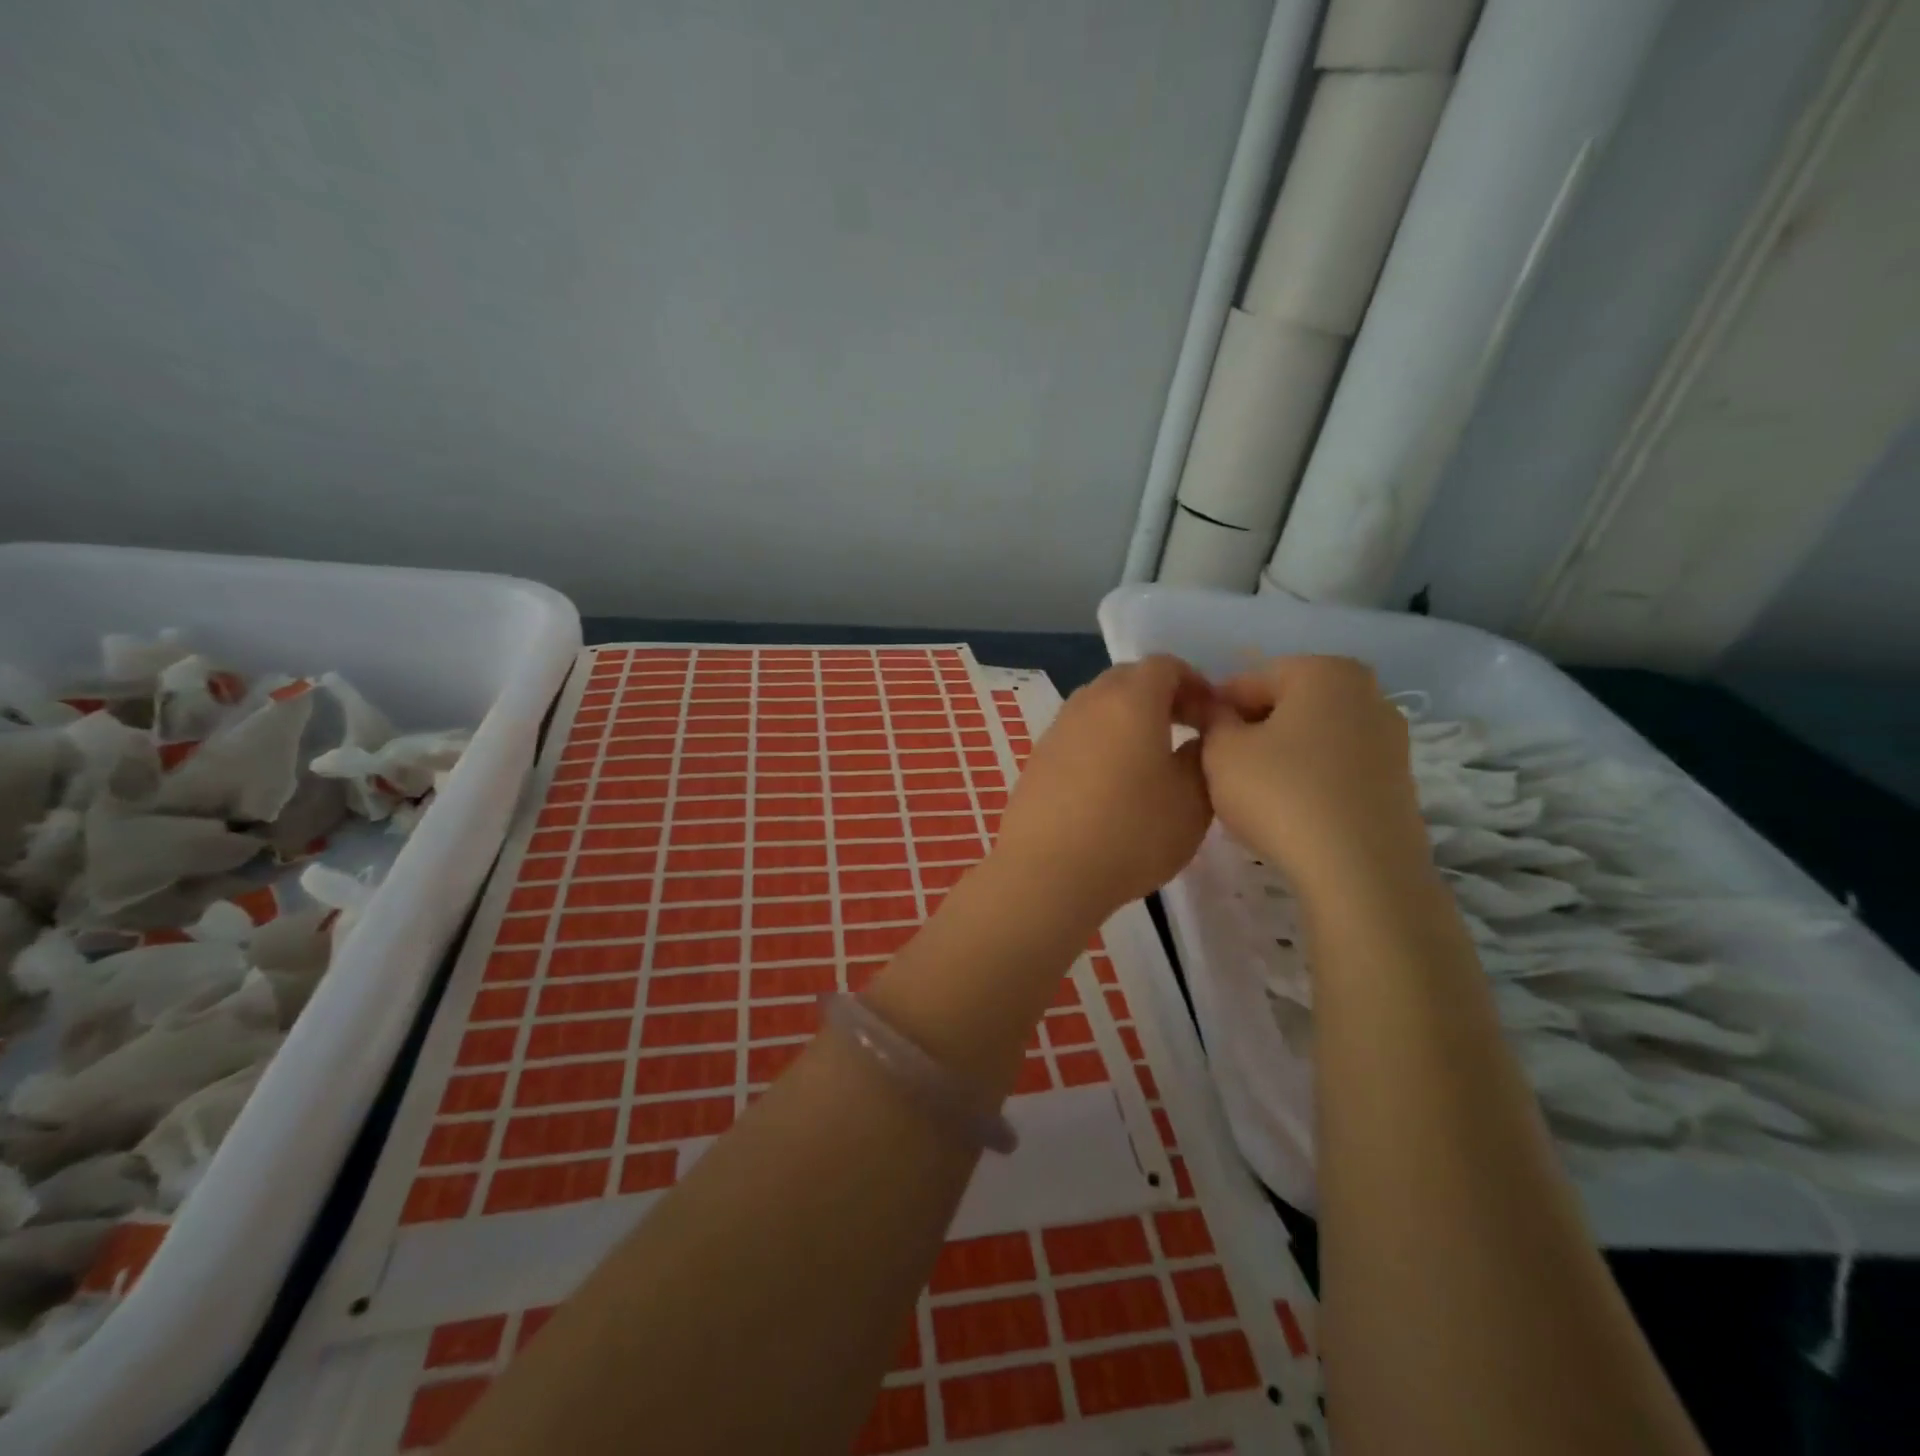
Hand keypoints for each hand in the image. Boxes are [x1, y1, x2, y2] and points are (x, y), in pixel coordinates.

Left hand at [990, 656, 1214, 921]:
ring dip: (1128, 719)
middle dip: (1161, 696)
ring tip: (1150, 759)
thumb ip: (1203, 758)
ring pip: (1099, 706)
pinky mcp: (1037, 760)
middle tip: (1186, 730)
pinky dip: (1100, 743)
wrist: (1047, 872)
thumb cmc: (1130, 832)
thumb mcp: (1192, 800)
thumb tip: (1198, 740)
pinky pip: (1077, 735)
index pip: (1164, 665)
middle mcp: (1088, 703)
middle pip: (1127, 680)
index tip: (1212, 716)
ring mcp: (1056, 730)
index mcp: (1130, 700)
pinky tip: (1110, 785)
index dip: (1195, 683)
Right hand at [1200, 656, 1429, 901]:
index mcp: (1324, 671)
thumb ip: (1211, 719)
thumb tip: (1213, 710)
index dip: (1215, 712)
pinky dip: (1310, 782)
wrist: (1359, 871)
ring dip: (1280, 758)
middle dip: (1252, 732)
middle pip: (1286, 706)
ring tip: (1255, 797)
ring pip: (1312, 739)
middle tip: (1222, 771)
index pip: (1248, 681)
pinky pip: (1336, 769)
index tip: (1197, 744)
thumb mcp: (1221, 751)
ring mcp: (1390, 738)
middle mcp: (1367, 693)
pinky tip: (1291, 814)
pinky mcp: (1398, 782)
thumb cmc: (1281, 794)